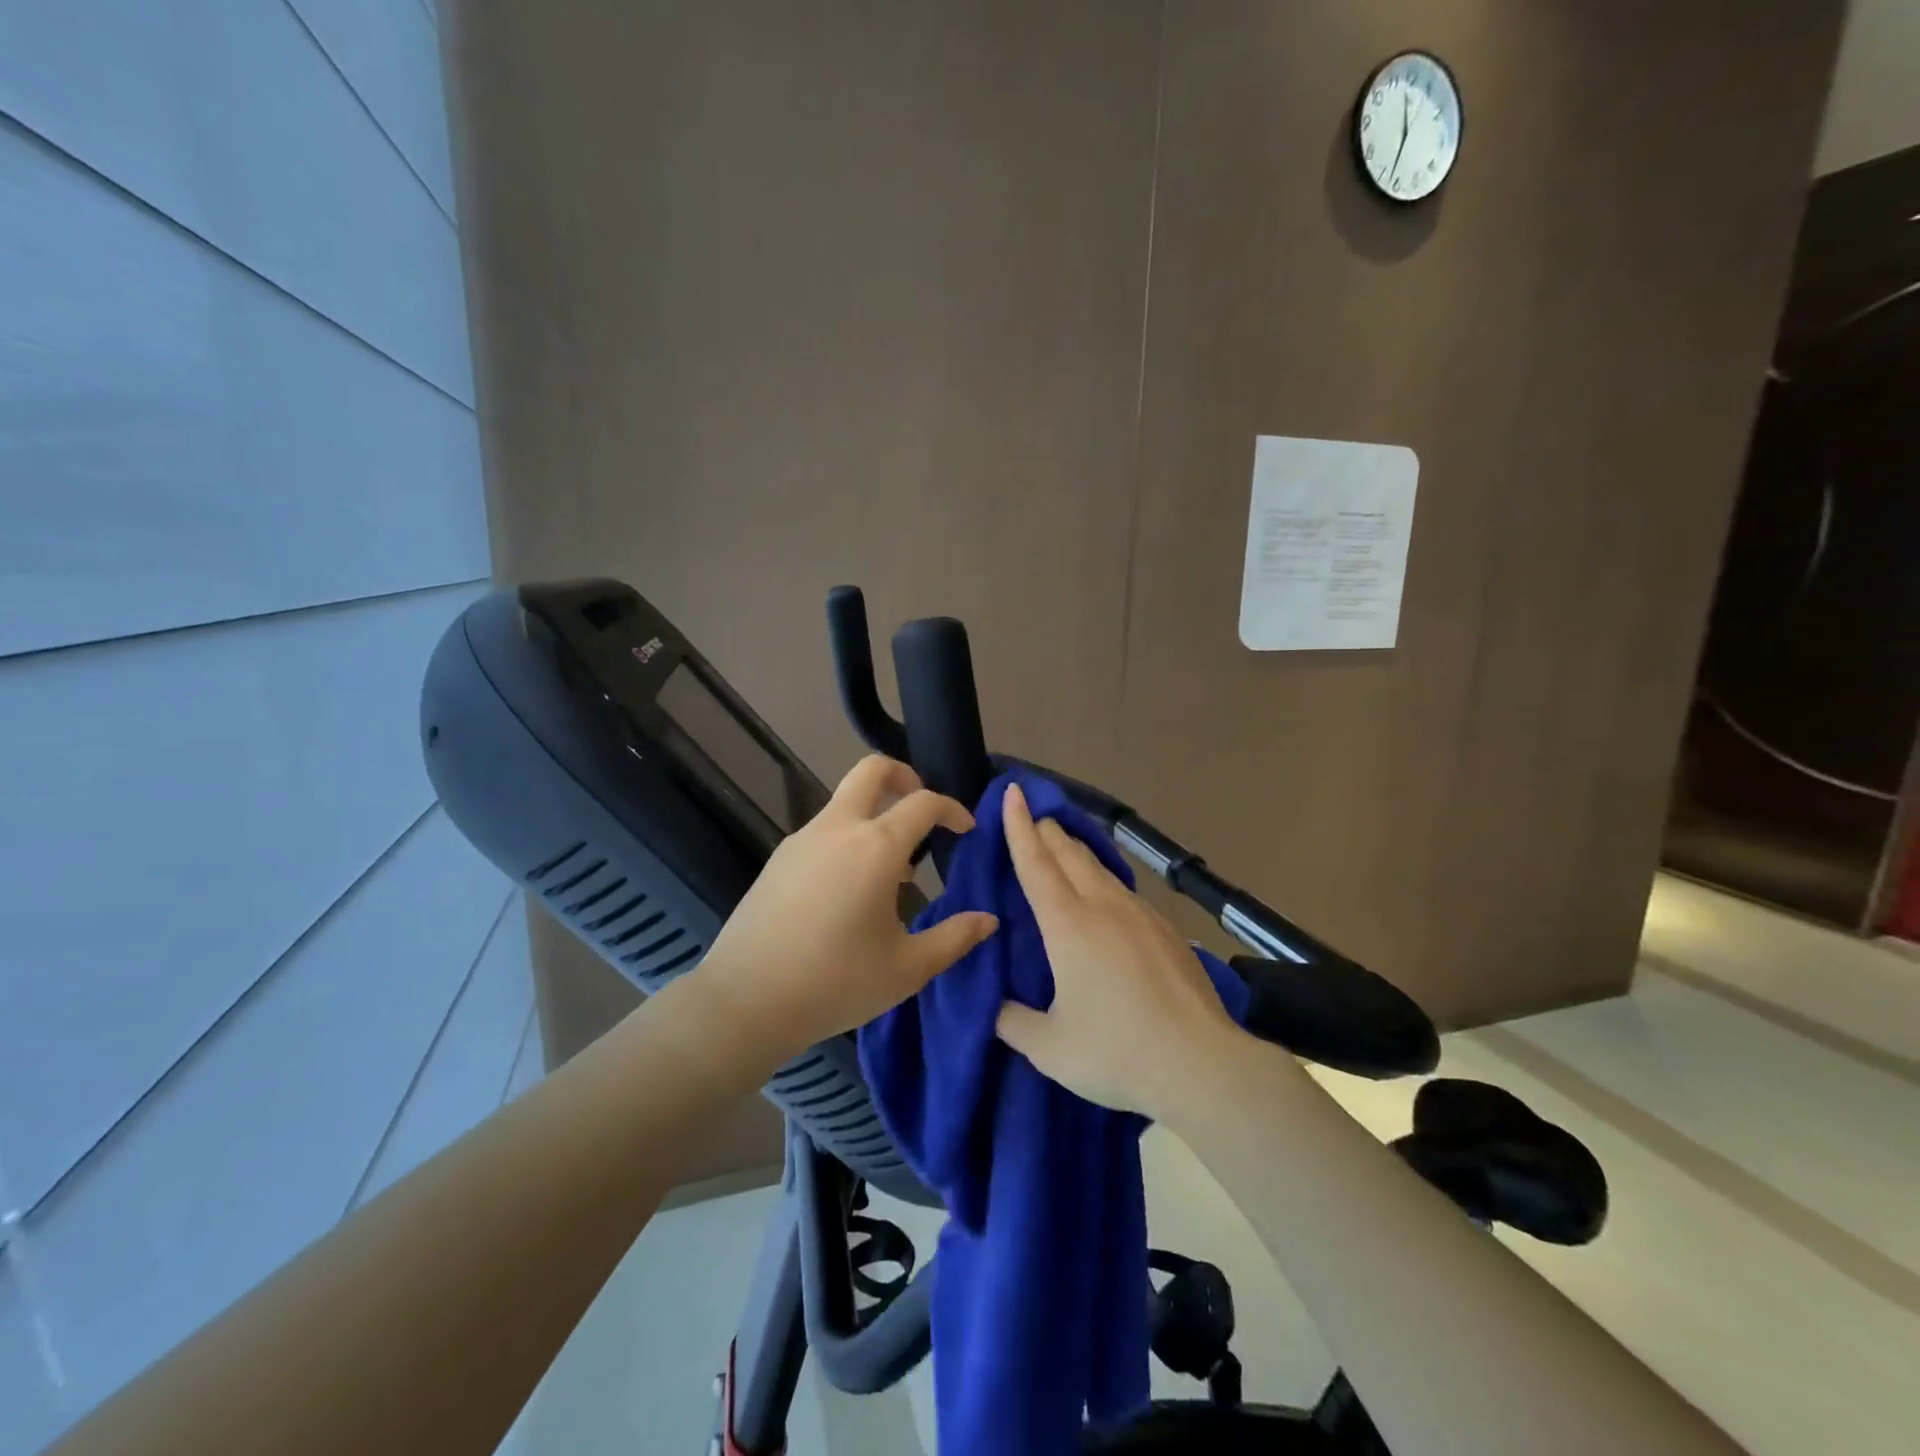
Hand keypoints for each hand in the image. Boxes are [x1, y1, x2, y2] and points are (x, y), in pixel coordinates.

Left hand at [694, 755, 998, 1070]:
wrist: (745, 1001)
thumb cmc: (836, 983)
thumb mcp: (907, 968)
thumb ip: (955, 938)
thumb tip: (989, 920)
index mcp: (876, 847)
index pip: (924, 803)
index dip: (952, 809)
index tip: (966, 830)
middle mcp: (838, 829)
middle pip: (871, 771)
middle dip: (904, 776)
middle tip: (923, 809)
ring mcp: (802, 840)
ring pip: (844, 802)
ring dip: (875, 814)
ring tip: (893, 870)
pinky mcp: (779, 859)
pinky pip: (824, 831)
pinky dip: (848, 838)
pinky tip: (851, 889)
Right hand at [993, 781, 1238, 1120]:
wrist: (1203, 1065)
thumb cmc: (1117, 1052)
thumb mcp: (1050, 1048)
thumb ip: (1013, 1023)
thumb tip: (995, 1008)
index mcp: (1069, 925)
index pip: (1036, 863)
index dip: (1019, 826)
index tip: (1013, 792)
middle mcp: (1104, 908)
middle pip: (1070, 854)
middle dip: (1047, 830)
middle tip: (1033, 816)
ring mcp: (1141, 916)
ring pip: (1101, 869)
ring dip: (1076, 852)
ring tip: (1063, 846)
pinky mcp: (1167, 931)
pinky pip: (1125, 891)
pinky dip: (1103, 879)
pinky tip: (1106, 897)